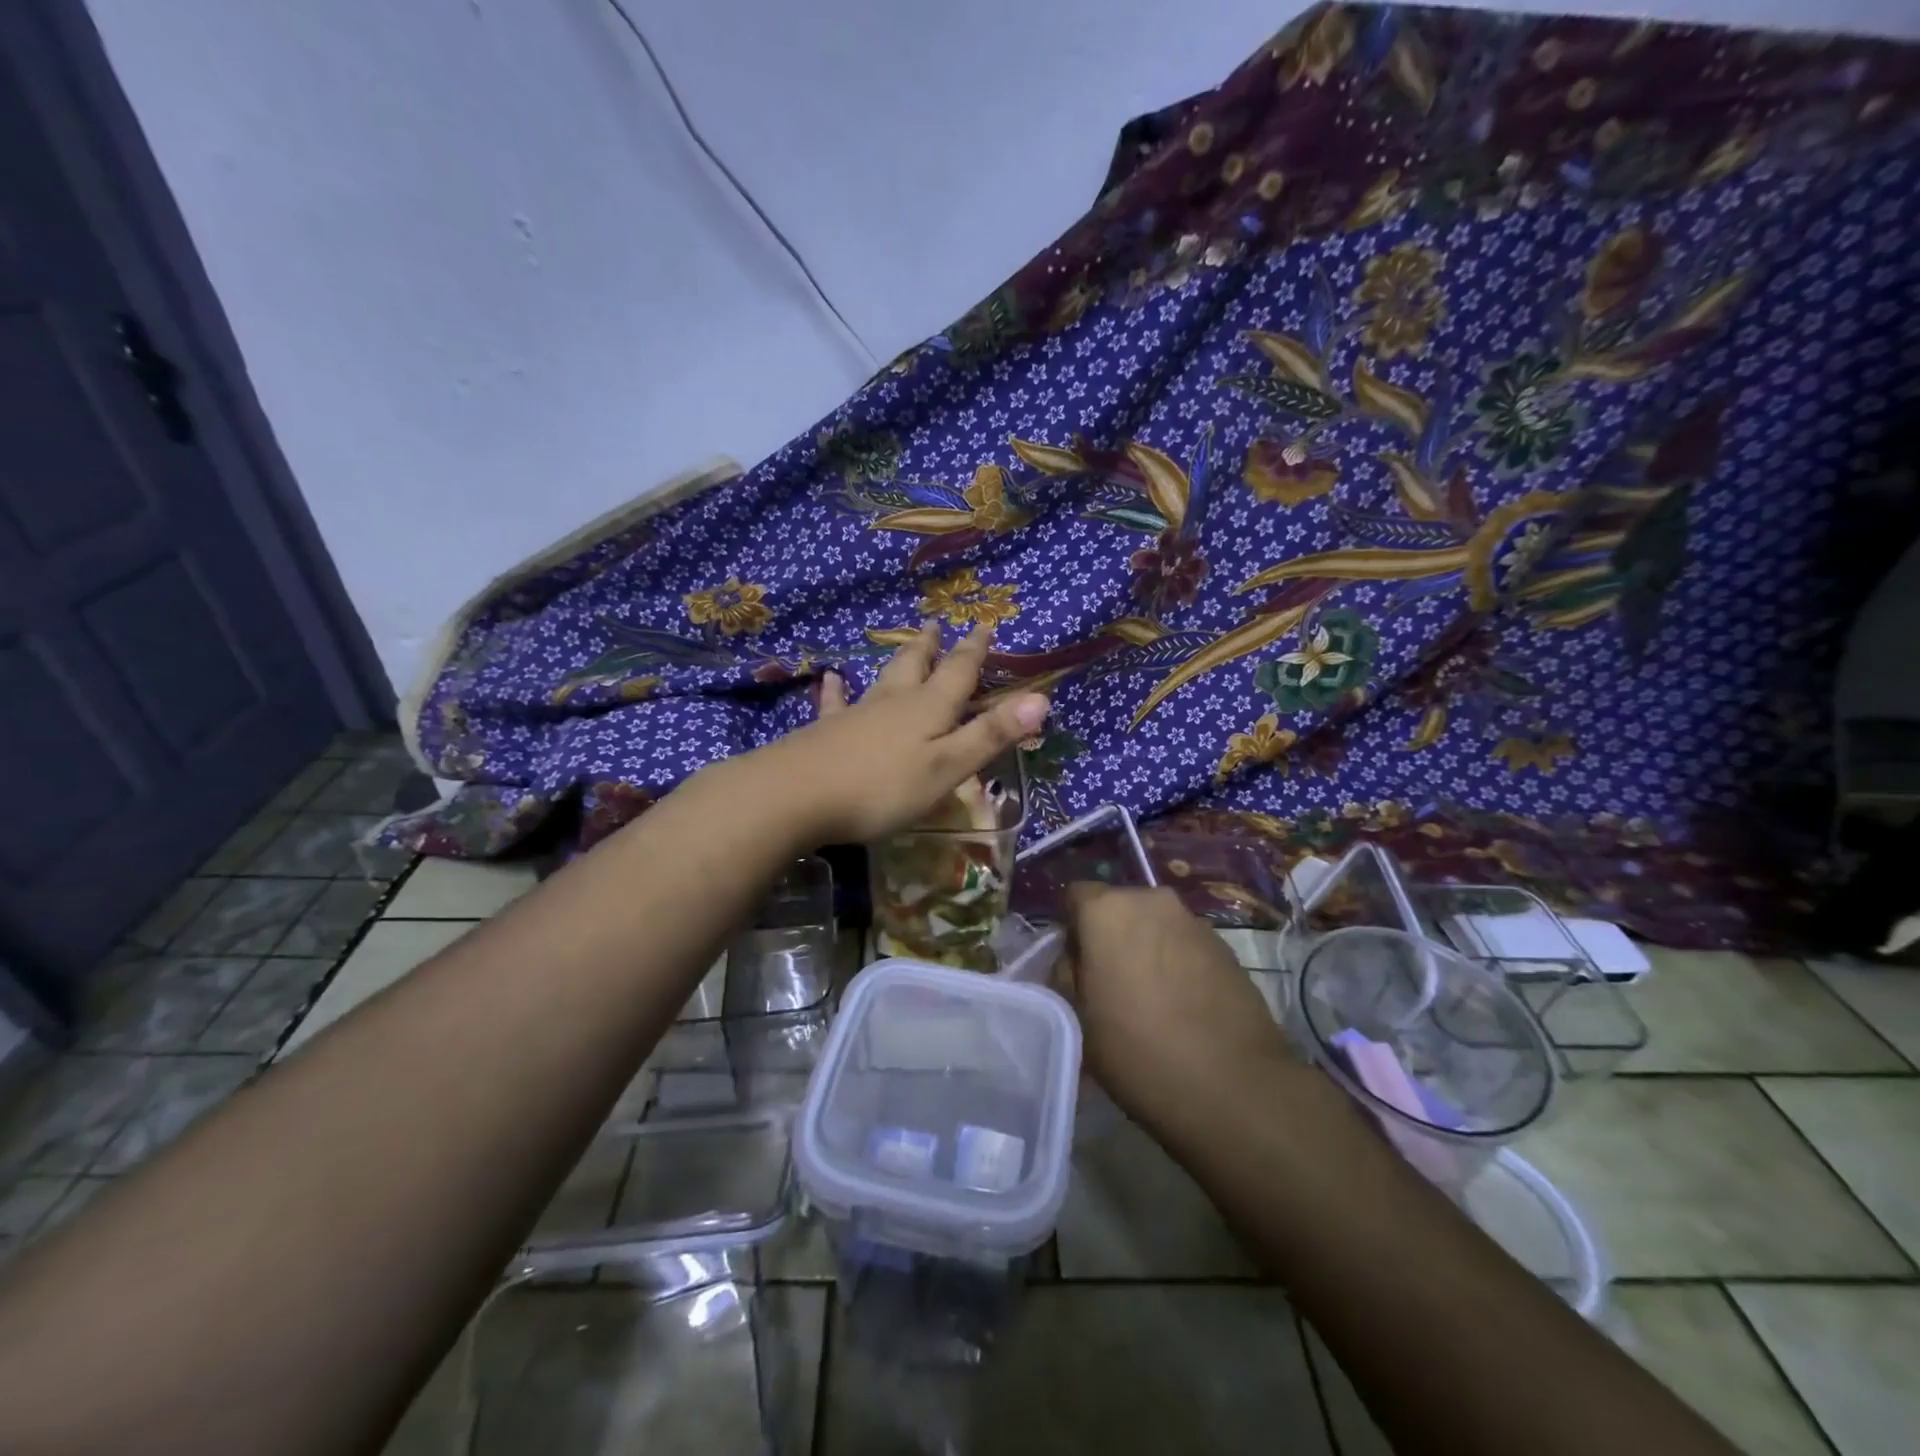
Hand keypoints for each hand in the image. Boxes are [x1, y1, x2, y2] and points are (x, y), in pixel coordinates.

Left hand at [741, 621, 1047, 845]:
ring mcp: (856, 714)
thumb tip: (1042, 699)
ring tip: (904, 642)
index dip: (974, 650)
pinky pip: (835, 703)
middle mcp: (894, 702)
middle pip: (918, 666)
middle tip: (937, 625)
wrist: (797, 795)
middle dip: (932, 647)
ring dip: (897, 659)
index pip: (959, 671)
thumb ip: (990, 735)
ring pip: (883, 679)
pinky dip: (837, 689)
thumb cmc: (882, 787)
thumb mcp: (947, 767)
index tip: (984, 623)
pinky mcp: (826, 732)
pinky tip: (830, 678)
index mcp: (929, 709)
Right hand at [1061, 884, 1296, 1128]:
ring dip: (1147, 949)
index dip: (1071, 930)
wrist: (1233, 1087)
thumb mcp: (1077, 1018)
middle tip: (1111, 984)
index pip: (1075, 896)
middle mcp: (1152, 900)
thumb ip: (1067, 974)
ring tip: (1151, 999)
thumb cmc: (1137, 1050)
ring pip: (1156, 926)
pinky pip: (1186, 945)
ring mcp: (1195, 921)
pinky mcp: (1227, 947)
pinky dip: (1179, 964)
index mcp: (1107, 910)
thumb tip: (1076, 960)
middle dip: (1111, 936)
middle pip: (1119, 908)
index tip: (1076, 967)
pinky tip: (1184, 1007)